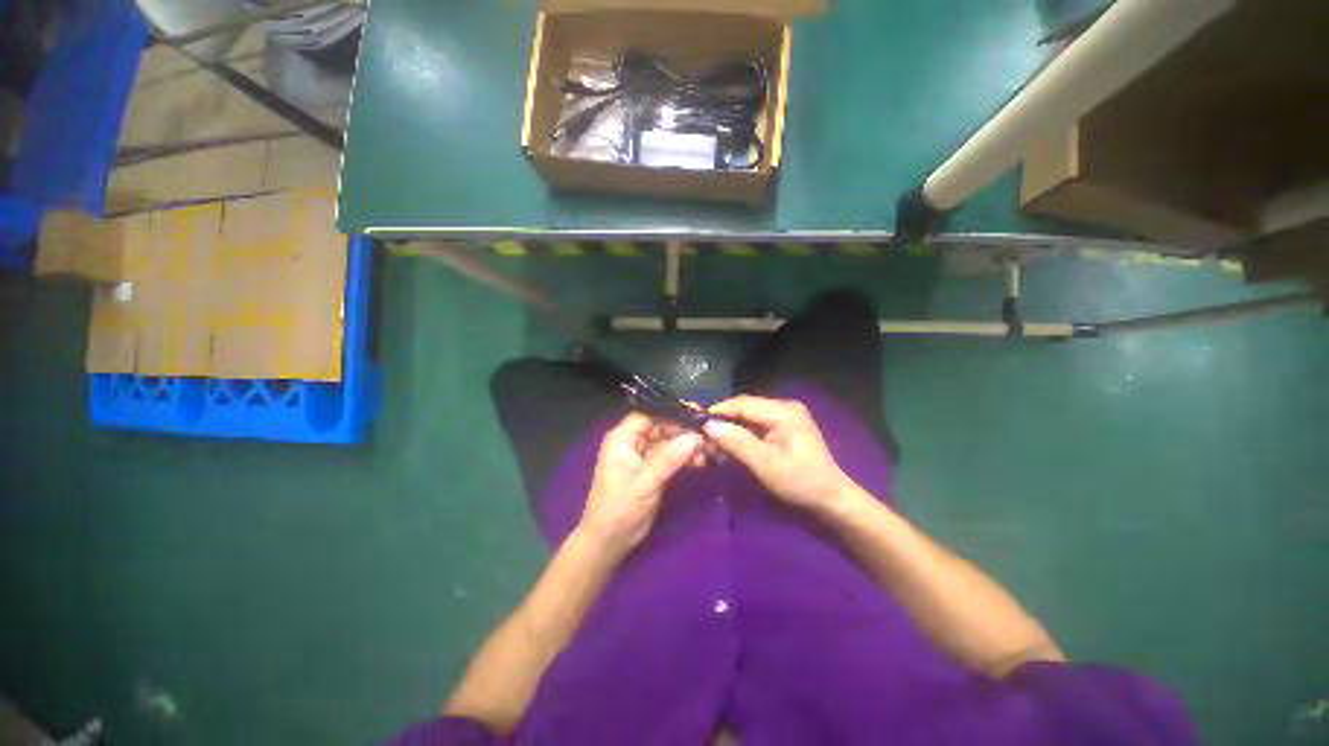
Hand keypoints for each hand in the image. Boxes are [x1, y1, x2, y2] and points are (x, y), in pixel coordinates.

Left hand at [578, 412, 702, 555]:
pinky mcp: (654, 469)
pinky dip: (685, 458)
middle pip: (662, 426)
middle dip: (684, 431)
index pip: (649, 415)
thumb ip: (669, 459)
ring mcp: (644, 456)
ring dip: (688, 446)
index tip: (696, 415)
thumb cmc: (619, 509)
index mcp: (623, 438)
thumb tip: (695, 437)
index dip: (672, 412)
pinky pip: (672, 457)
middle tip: (708, 437)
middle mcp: (633, 442)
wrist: (611, 542)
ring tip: (708, 452)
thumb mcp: (645, 482)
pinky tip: (701, 462)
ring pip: (670, 442)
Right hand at [703, 395, 854, 511]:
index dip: (718, 411)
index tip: (697, 422)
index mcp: (783, 411)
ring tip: (715, 441)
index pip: (742, 403)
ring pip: (749, 414)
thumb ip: (737, 442)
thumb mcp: (765, 464)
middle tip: (705, 435)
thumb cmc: (799, 482)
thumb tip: (709, 425)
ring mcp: (787, 414)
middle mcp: (785, 406)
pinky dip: (743, 431)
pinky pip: (757, 422)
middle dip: (724, 419)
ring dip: (732, 426)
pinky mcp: (786, 425)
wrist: (831, 497)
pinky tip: (732, 442)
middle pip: (745, 406)